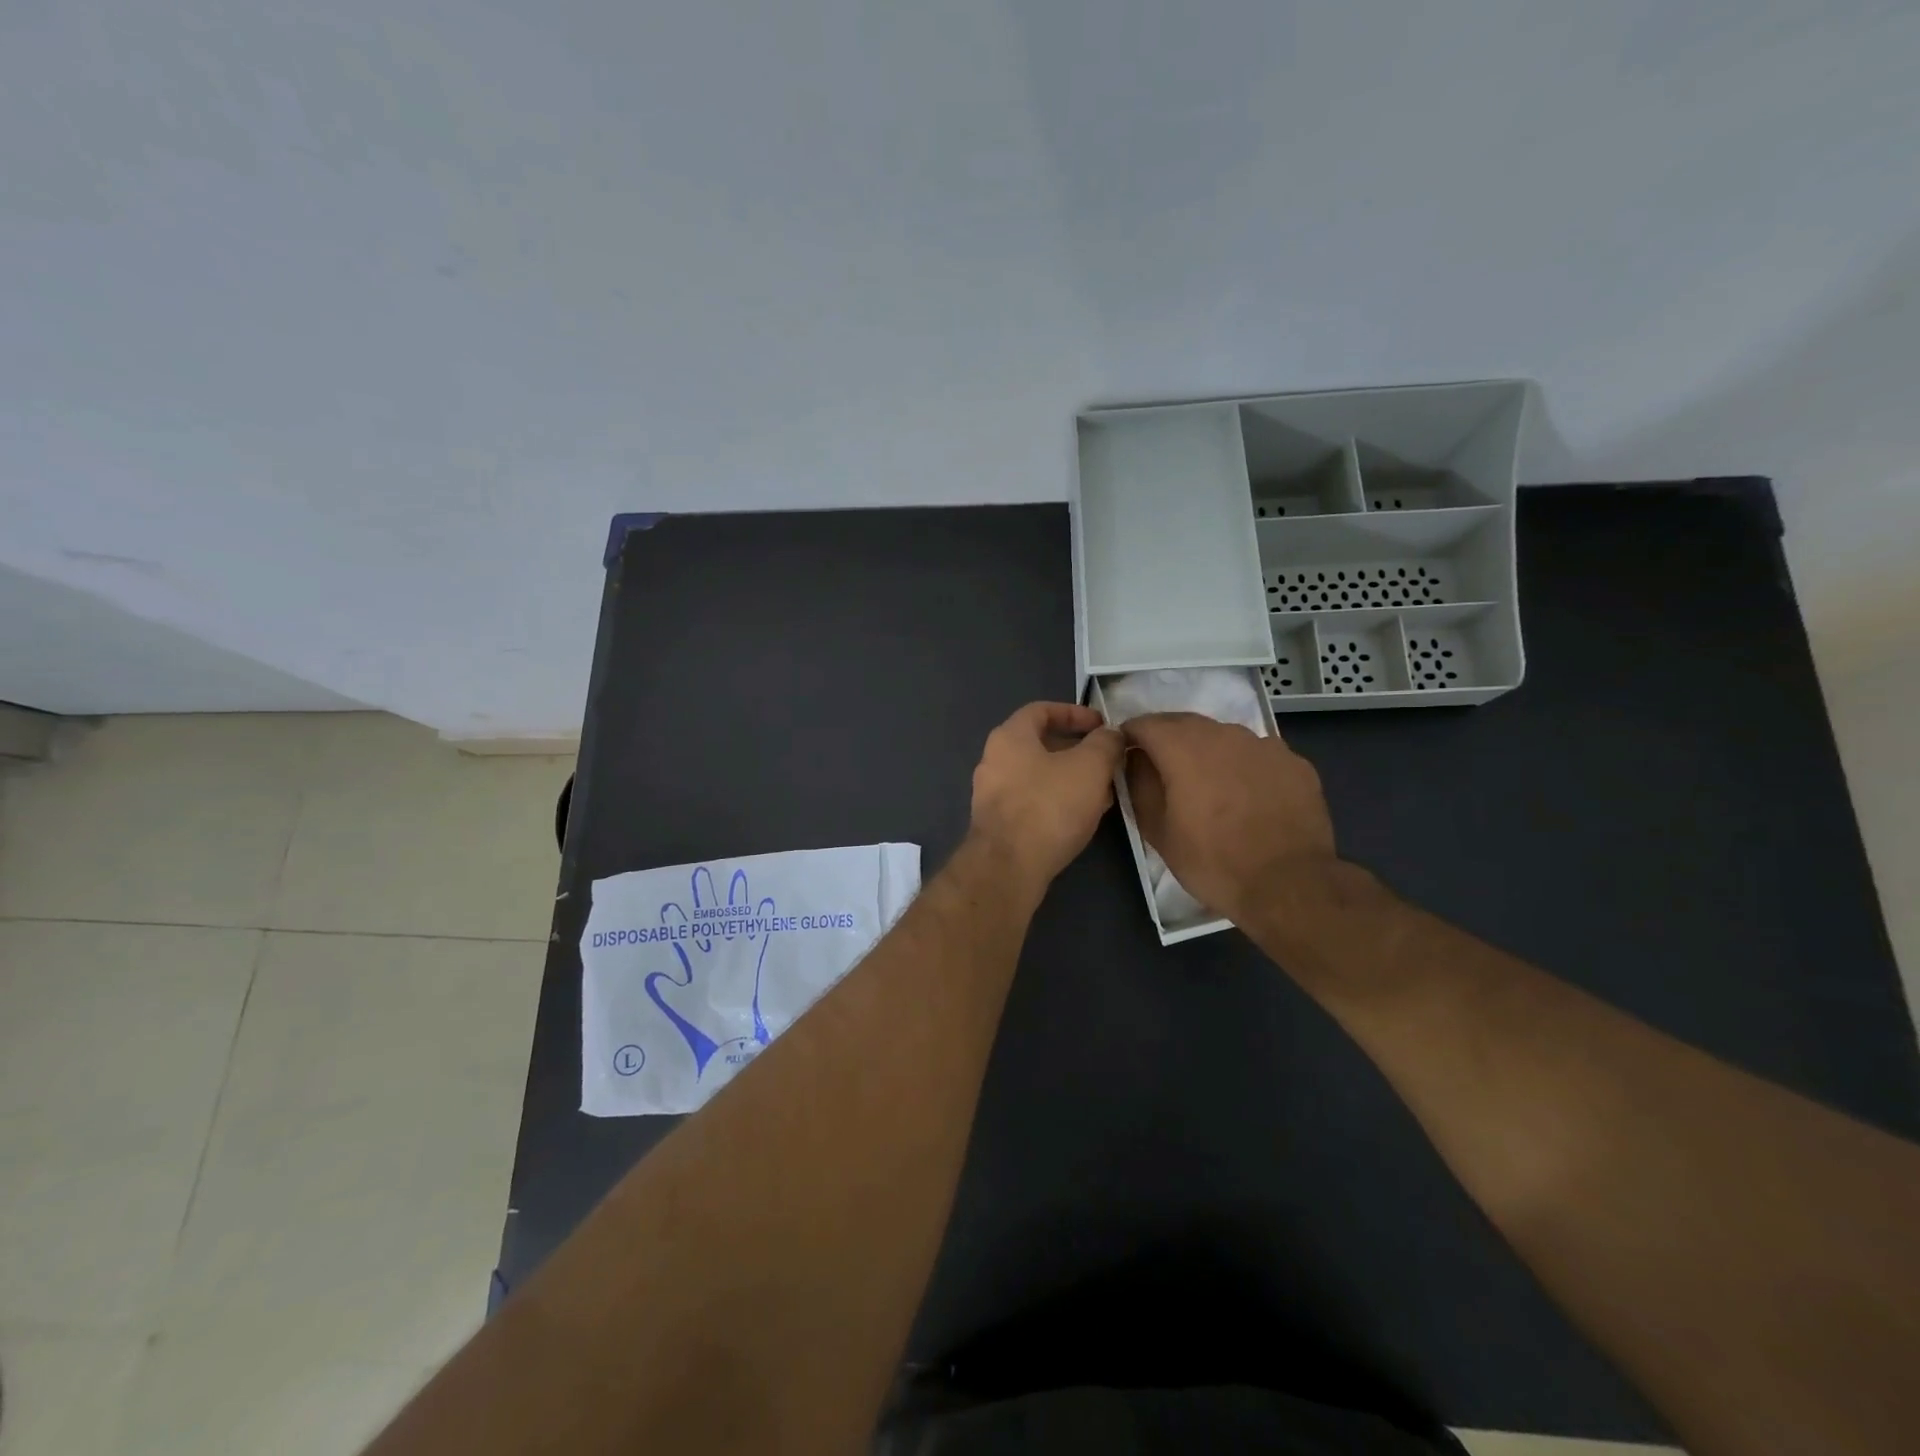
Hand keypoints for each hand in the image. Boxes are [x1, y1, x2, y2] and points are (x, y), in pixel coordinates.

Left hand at [970, 702, 1123, 890]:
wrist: (1009, 867)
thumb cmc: (1049, 806)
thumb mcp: (1090, 767)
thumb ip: (1105, 743)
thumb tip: (1111, 735)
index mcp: (1010, 736)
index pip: (1042, 710)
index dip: (1075, 713)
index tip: (1102, 725)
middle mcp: (994, 760)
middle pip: (1040, 744)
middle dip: (1078, 751)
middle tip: (1108, 762)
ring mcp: (992, 794)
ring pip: (1039, 776)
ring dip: (1071, 779)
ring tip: (1103, 792)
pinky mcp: (997, 824)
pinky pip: (1032, 801)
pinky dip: (1057, 801)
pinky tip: (1082, 817)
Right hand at [1122, 712, 1336, 923]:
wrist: (1289, 885)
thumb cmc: (1213, 861)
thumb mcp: (1158, 831)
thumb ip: (1140, 785)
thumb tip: (1135, 761)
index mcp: (1184, 747)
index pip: (1145, 724)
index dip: (1130, 736)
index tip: (1126, 754)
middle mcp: (1224, 734)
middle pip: (1185, 723)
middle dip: (1167, 738)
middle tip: (1162, 768)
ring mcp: (1265, 745)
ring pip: (1224, 736)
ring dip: (1207, 750)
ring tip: (1208, 783)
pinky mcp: (1295, 763)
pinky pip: (1257, 754)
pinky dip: (1243, 765)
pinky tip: (1247, 795)